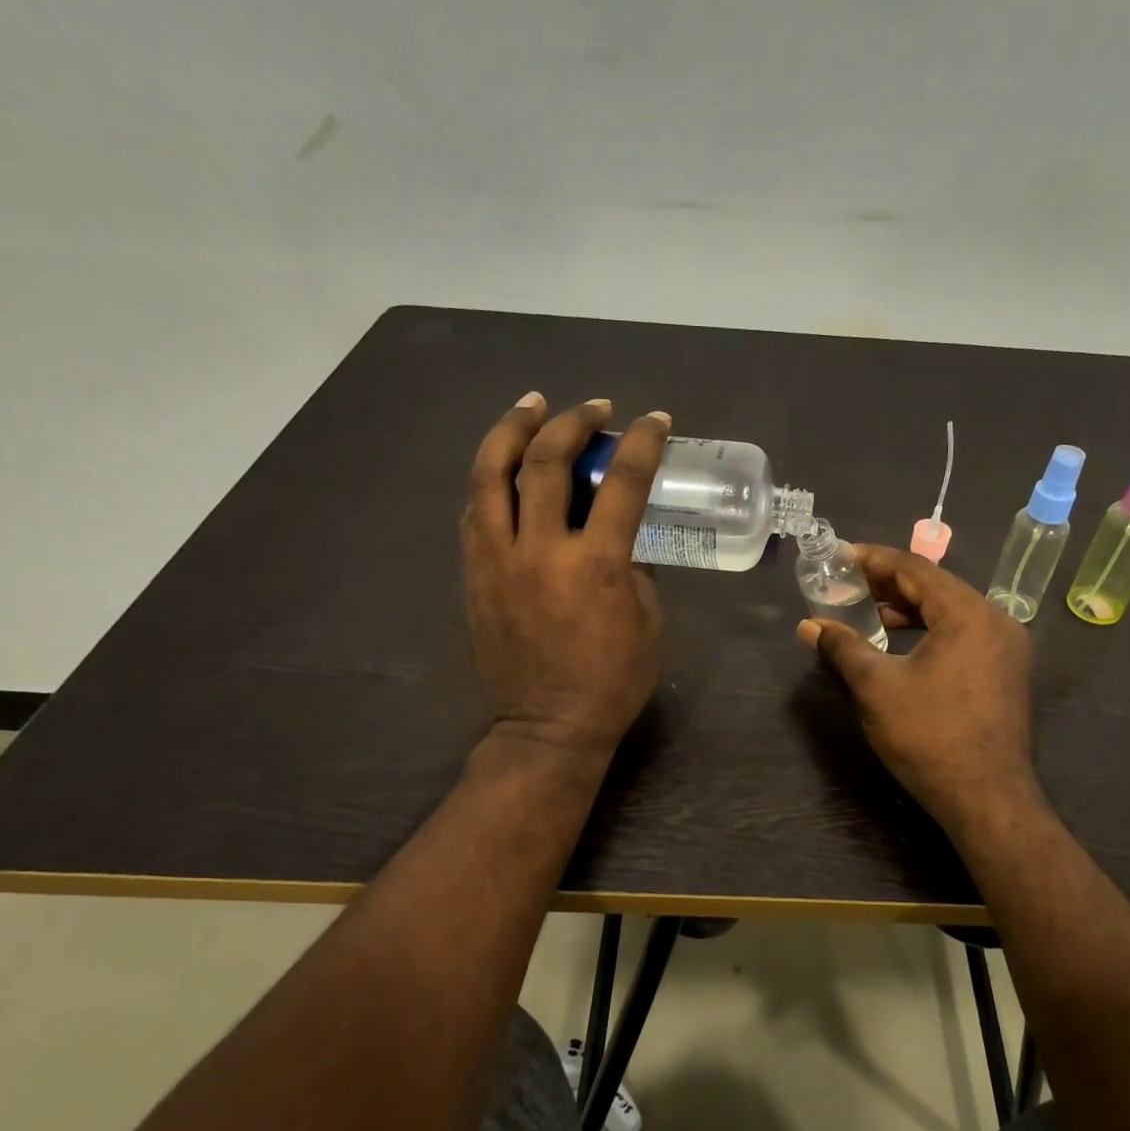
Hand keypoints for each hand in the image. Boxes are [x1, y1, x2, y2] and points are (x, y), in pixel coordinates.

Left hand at [463, 394, 670, 755]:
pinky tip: (504, 463)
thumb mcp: (648, 619)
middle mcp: (541, 550)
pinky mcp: (475, 573)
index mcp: (596, 564)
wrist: (548, 725)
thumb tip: (620, 534)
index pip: (623, 483)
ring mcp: (497, 559)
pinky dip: (492, 477)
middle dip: (572, 421)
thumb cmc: (613, 678)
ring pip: (491, 474)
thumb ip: (634, 566)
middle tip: (593, 407)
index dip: (642, 442)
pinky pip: (476, 509)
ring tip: (531, 406)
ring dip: (513, 431)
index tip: (655, 420)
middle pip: (546, 462)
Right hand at [797, 545, 1038, 832]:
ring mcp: (1006, 648)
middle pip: (936, 586)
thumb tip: (808, 626)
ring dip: (909, 608)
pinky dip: (930, 630)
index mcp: (968, 614)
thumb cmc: (929, 736)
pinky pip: (963, 633)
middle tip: (849, 583)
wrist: (987, 799)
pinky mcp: (1006, 672)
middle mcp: (996, 620)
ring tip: (869, 613)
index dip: (874, 559)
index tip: (841, 555)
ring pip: (951, 611)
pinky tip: (902, 644)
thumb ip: (843, 647)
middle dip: (890, 583)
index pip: (916, 569)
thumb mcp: (877, 687)